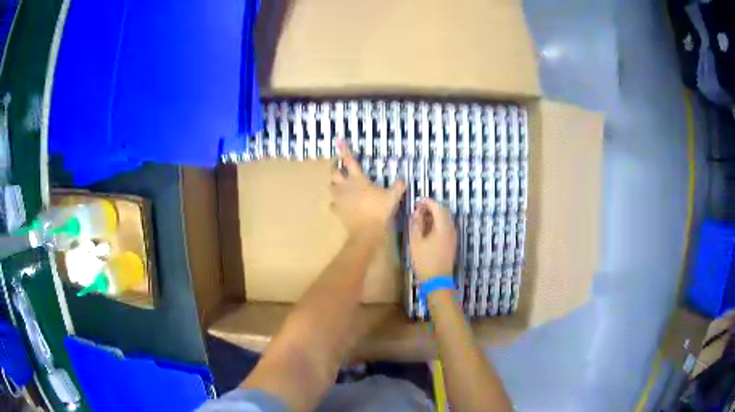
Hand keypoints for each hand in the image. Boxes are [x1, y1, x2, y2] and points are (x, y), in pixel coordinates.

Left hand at [330, 140, 405, 236]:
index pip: (349, 161)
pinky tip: (340, 205)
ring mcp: (340, 199)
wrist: (367, 230)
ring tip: (339, 185)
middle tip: (338, 167)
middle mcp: (346, 187)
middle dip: (335, 168)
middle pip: (334, 173)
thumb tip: (402, 180)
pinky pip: (333, 205)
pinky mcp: (338, 212)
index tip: (338, 140)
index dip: (344, 150)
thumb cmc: (379, 210)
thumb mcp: (393, 197)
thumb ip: (398, 187)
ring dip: (334, 185)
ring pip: (331, 188)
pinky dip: (335, 204)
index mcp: (358, 179)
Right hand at [409, 199, 456, 280]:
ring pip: (446, 219)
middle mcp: (451, 229)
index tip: (417, 201)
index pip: (438, 207)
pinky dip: (438, 223)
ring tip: (421, 218)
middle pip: (444, 212)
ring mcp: (453, 236)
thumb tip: (417, 213)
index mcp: (443, 227)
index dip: (428, 202)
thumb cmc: (425, 261)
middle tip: (418, 209)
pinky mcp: (452, 243)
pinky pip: (446, 227)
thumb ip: (416, 225)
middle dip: (431, 207)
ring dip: (435, 215)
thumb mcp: (415, 242)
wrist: (437, 280)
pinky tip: (428, 229)